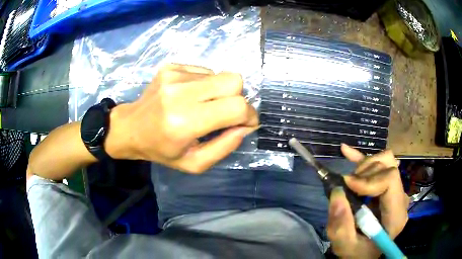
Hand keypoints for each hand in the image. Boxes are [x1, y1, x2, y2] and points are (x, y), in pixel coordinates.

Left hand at [105, 64, 258, 172]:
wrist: (130, 128)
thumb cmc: (161, 150)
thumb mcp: (194, 163)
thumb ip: (224, 147)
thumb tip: (245, 126)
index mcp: (184, 122)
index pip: (236, 107)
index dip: (249, 115)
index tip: (246, 123)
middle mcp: (179, 93)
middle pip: (234, 81)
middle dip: (238, 98)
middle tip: (225, 113)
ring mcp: (174, 75)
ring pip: (220, 75)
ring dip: (219, 92)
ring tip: (202, 105)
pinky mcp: (171, 67)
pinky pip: (204, 71)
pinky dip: (205, 84)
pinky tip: (190, 96)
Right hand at [327, 144, 408, 257]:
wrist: (365, 253)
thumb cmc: (357, 253)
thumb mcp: (345, 246)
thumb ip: (341, 226)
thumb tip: (337, 193)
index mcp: (395, 216)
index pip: (390, 180)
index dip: (368, 179)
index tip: (348, 186)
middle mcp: (401, 199)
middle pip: (389, 166)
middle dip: (365, 171)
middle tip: (347, 185)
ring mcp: (396, 191)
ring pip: (385, 161)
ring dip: (364, 166)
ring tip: (349, 180)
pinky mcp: (388, 187)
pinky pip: (380, 164)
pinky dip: (363, 158)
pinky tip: (347, 151)